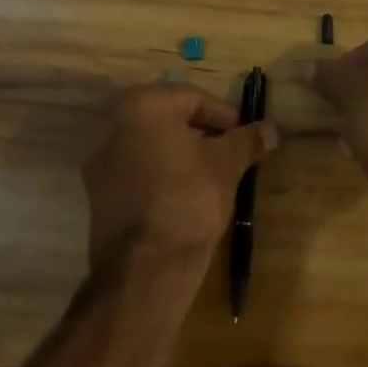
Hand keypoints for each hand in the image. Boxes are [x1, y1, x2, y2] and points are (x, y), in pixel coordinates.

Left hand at [83, 84, 277, 265]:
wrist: (145, 268)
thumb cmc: (189, 200)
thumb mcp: (227, 165)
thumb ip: (247, 140)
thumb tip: (271, 129)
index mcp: (144, 104)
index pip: (194, 98)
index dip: (225, 115)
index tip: (245, 134)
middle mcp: (114, 122)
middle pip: (168, 117)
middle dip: (201, 132)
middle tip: (229, 151)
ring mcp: (100, 157)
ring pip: (150, 143)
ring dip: (179, 151)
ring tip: (209, 174)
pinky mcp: (96, 190)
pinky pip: (135, 168)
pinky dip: (158, 172)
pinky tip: (181, 193)